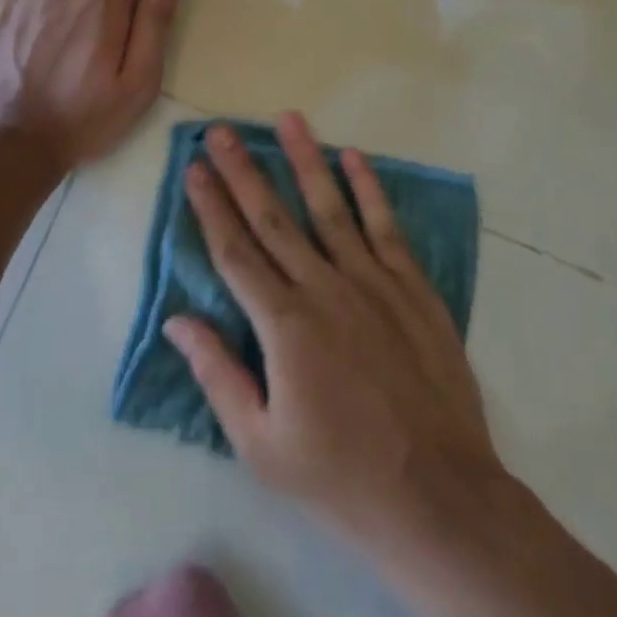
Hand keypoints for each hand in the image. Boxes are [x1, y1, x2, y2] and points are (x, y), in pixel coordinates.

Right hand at [163, 114, 503, 549]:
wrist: (439, 498)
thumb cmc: (341, 477)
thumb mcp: (262, 445)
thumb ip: (217, 375)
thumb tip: (177, 320)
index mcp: (283, 325)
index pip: (235, 251)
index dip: (211, 207)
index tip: (194, 169)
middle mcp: (323, 288)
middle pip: (274, 218)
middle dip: (243, 171)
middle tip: (221, 130)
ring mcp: (371, 282)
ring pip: (329, 207)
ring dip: (305, 160)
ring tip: (287, 119)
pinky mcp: (411, 288)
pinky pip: (385, 227)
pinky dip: (369, 190)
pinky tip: (353, 157)